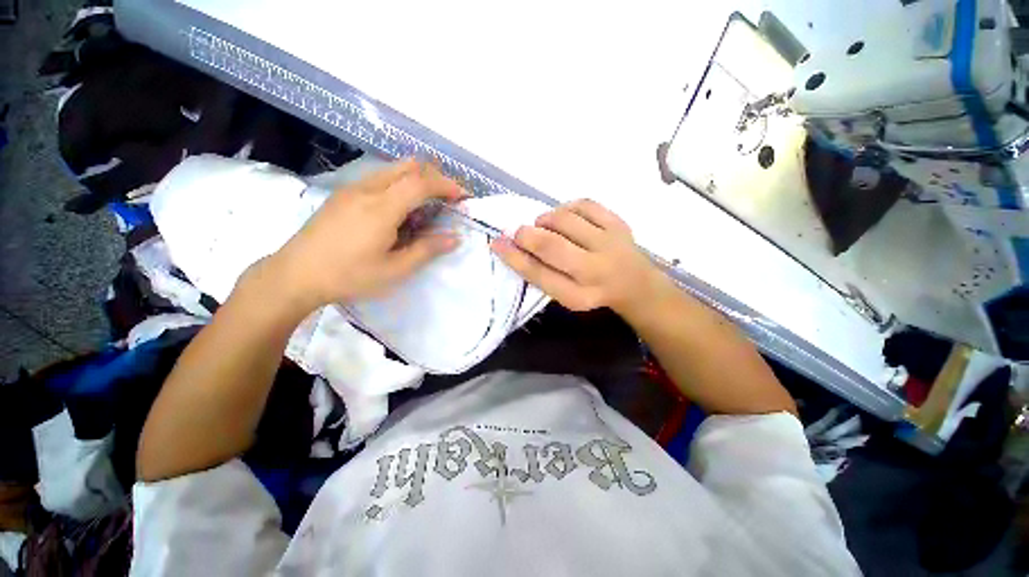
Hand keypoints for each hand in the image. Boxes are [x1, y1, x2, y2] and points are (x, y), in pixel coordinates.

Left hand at [250, 159, 463, 316]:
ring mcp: (352, 189)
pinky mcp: (343, 194)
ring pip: (392, 170)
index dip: (446, 185)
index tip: (462, 197)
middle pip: (408, 166)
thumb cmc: (349, 276)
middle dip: (434, 177)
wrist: (295, 275)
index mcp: (381, 208)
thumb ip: (427, 250)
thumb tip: (455, 238)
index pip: (421, 182)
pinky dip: (399, 185)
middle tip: (447, 198)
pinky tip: (398, 211)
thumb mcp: (394, 269)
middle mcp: (367, 189)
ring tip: (425, 207)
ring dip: (416, 180)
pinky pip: (379, 179)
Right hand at [491, 199, 666, 314]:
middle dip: (526, 235)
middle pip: (550, 245)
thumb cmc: (591, 290)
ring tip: (544, 227)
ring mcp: (609, 243)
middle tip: (519, 233)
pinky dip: (566, 207)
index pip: (538, 274)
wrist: (634, 284)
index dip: (513, 257)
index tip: (496, 243)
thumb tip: (509, 245)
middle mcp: (595, 270)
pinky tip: (565, 218)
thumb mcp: (564, 294)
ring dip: (545, 220)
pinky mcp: (618, 223)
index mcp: (578, 295)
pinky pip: (583, 204)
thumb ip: (539, 273)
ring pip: (564, 220)